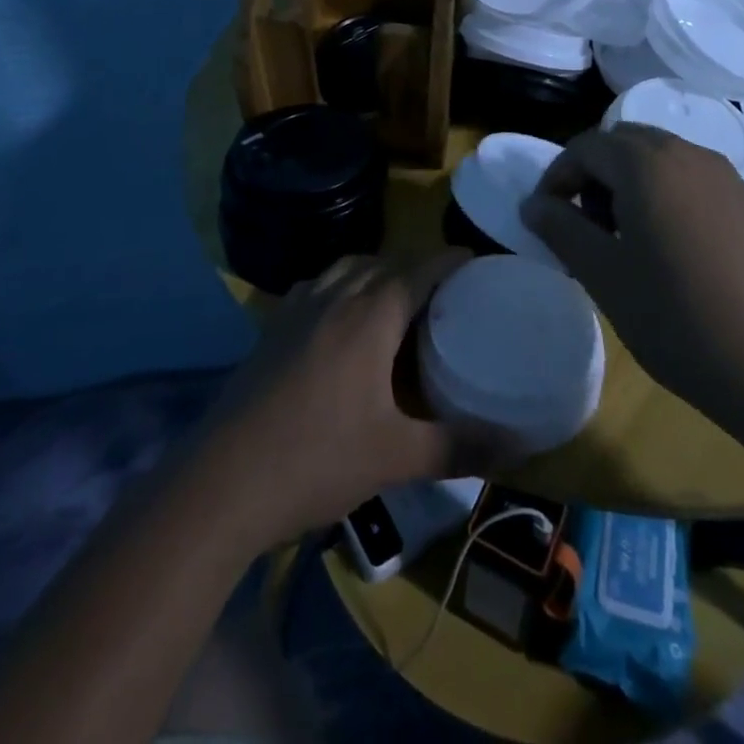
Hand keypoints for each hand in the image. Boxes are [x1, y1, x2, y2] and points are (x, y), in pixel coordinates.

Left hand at [198, 251, 486, 547]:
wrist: (221, 483)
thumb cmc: (317, 460)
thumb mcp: (397, 457)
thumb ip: (461, 446)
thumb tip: (523, 444)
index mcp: (371, 314)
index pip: (422, 267)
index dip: (453, 260)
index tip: (479, 265)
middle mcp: (335, 296)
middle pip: (386, 262)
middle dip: (419, 267)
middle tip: (447, 294)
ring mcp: (297, 308)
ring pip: (347, 269)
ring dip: (378, 273)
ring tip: (398, 303)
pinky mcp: (271, 327)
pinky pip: (317, 286)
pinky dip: (341, 287)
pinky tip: (341, 321)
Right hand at [522, 125, 743, 478]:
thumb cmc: (681, 321)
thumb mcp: (606, 277)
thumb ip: (562, 230)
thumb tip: (533, 203)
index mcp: (647, 164)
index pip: (585, 147)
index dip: (555, 177)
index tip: (544, 219)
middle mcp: (688, 154)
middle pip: (623, 143)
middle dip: (592, 175)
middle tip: (582, 227)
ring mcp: (726, 176)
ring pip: (659, 158)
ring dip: (628, 184)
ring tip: (623, 242)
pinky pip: (690, 179)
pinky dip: (663, 195)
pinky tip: (670, 251)